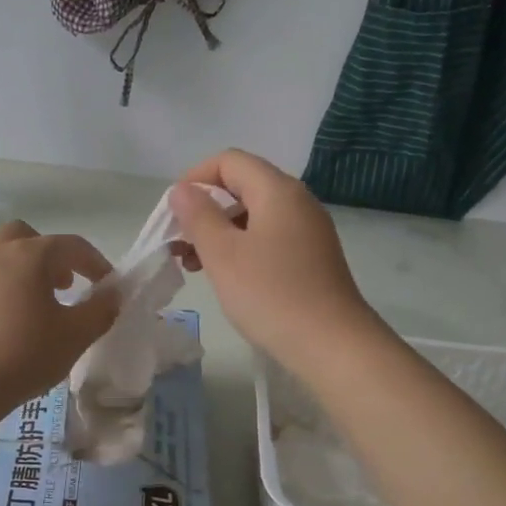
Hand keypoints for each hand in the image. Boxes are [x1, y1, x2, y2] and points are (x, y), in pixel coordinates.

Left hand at [0, 220, 119, 418]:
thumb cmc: (24, 355)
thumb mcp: (75, 336)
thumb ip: (100, 310)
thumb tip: (113, 293)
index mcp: (29, 256)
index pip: (71, 246)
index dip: (95, 263)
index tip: (107, 285)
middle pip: (27, 238)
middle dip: (51, 256)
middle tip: (64, 285)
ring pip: (2, 258)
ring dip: (25, 273)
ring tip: (38, 308)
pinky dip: (2, 291)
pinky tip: (7, 326)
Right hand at [169, 150, 380, 366]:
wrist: (332, 345)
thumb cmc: (271, 295)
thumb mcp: (223, 254)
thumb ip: (198, 216)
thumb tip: (183, 190)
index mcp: (278, 190)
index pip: (229, 161)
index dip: (195, 178)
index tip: (173, 213)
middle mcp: (298, 201)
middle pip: (243, 186)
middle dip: (205, 209)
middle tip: (179, 243)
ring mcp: (309, 230)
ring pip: (254, 215)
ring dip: (220, 232)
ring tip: (195, 265)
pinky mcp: (312, 258)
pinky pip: (269, 238)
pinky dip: (242, 248)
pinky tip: (227, 276)